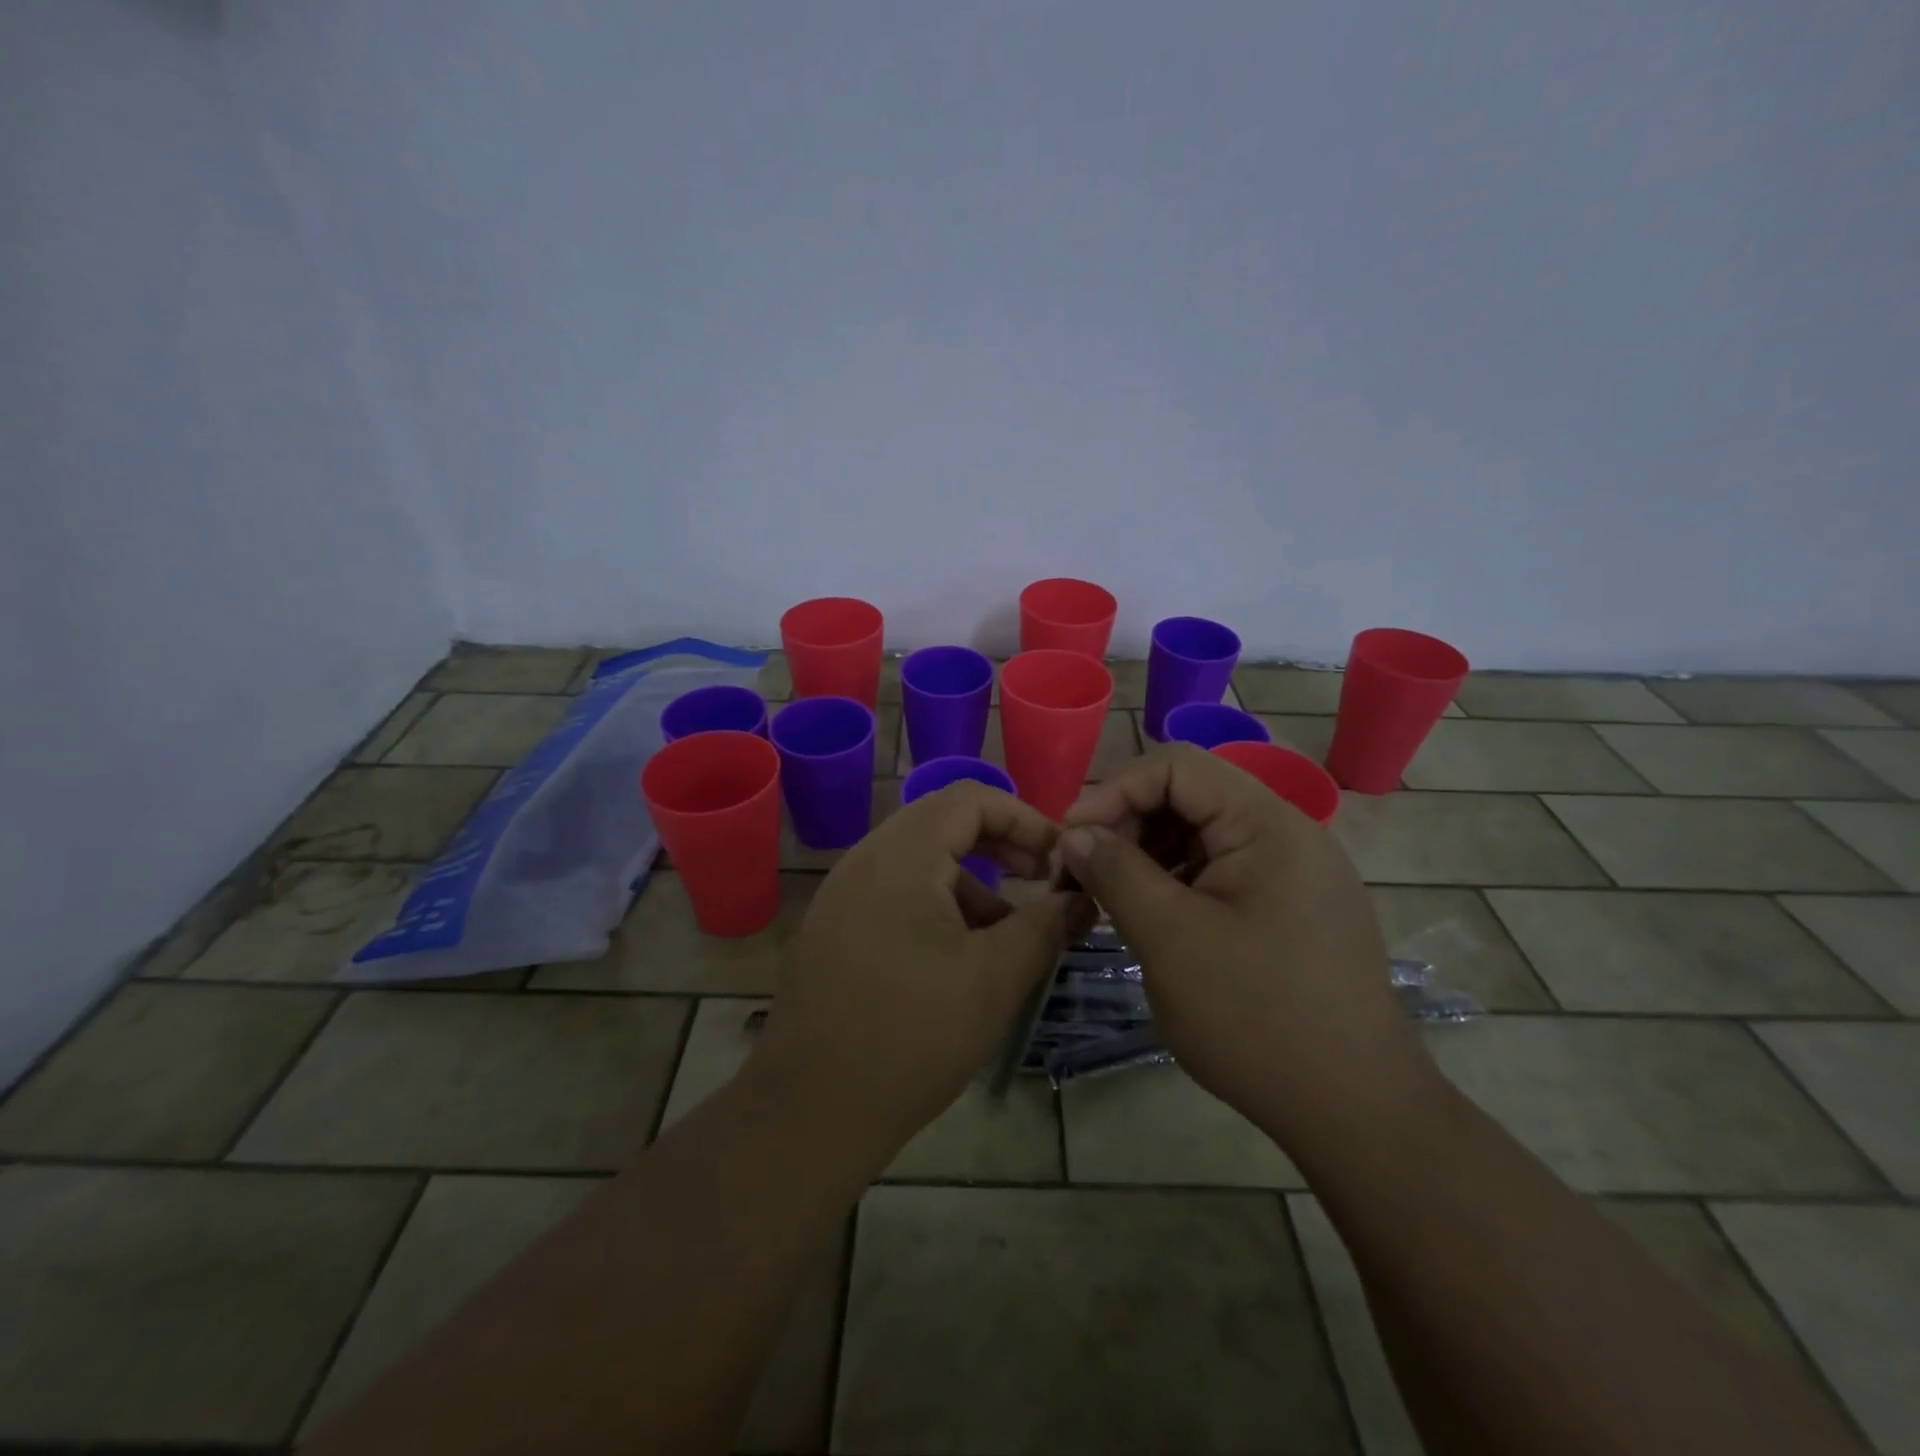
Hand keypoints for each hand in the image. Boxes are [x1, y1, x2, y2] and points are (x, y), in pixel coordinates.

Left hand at [746, 781, 1088, 1173]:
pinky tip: (959, 956)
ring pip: (921, 860)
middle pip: (943, 822)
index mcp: (900, 857)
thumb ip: (1045, 926)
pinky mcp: (834, 926)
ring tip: (1006, 934)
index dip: (1024, 817)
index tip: (1059, 858)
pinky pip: (896, 891)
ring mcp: (842, 893)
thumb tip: (1084, 896)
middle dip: (1000, 845)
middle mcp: (865, 859)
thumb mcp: (995, 979)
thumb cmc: (911, 1038)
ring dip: (971, 881)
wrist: (808, 1112)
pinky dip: (938, 904)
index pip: (970, 798)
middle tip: (1040, 880)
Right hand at [1059, 743, 1434, 1141]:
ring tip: (1109, 898)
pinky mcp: (1289, 908)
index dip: (1114, 791)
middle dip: (1127, 825)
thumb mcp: (1170, 940)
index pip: (1178, 767)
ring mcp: (1293, 873)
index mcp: (1268, 825)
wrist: (1357, 1113)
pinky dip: (1176, 883)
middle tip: (1082, 873)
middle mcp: (1287, 834)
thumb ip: (1116, 872)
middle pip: (1189, 797)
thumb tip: (1074, 833)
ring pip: (1201, 836)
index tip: (1070, 839)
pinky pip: (1220, 871)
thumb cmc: (1257, 1019)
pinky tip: (1151, 918)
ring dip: (1147, 855)